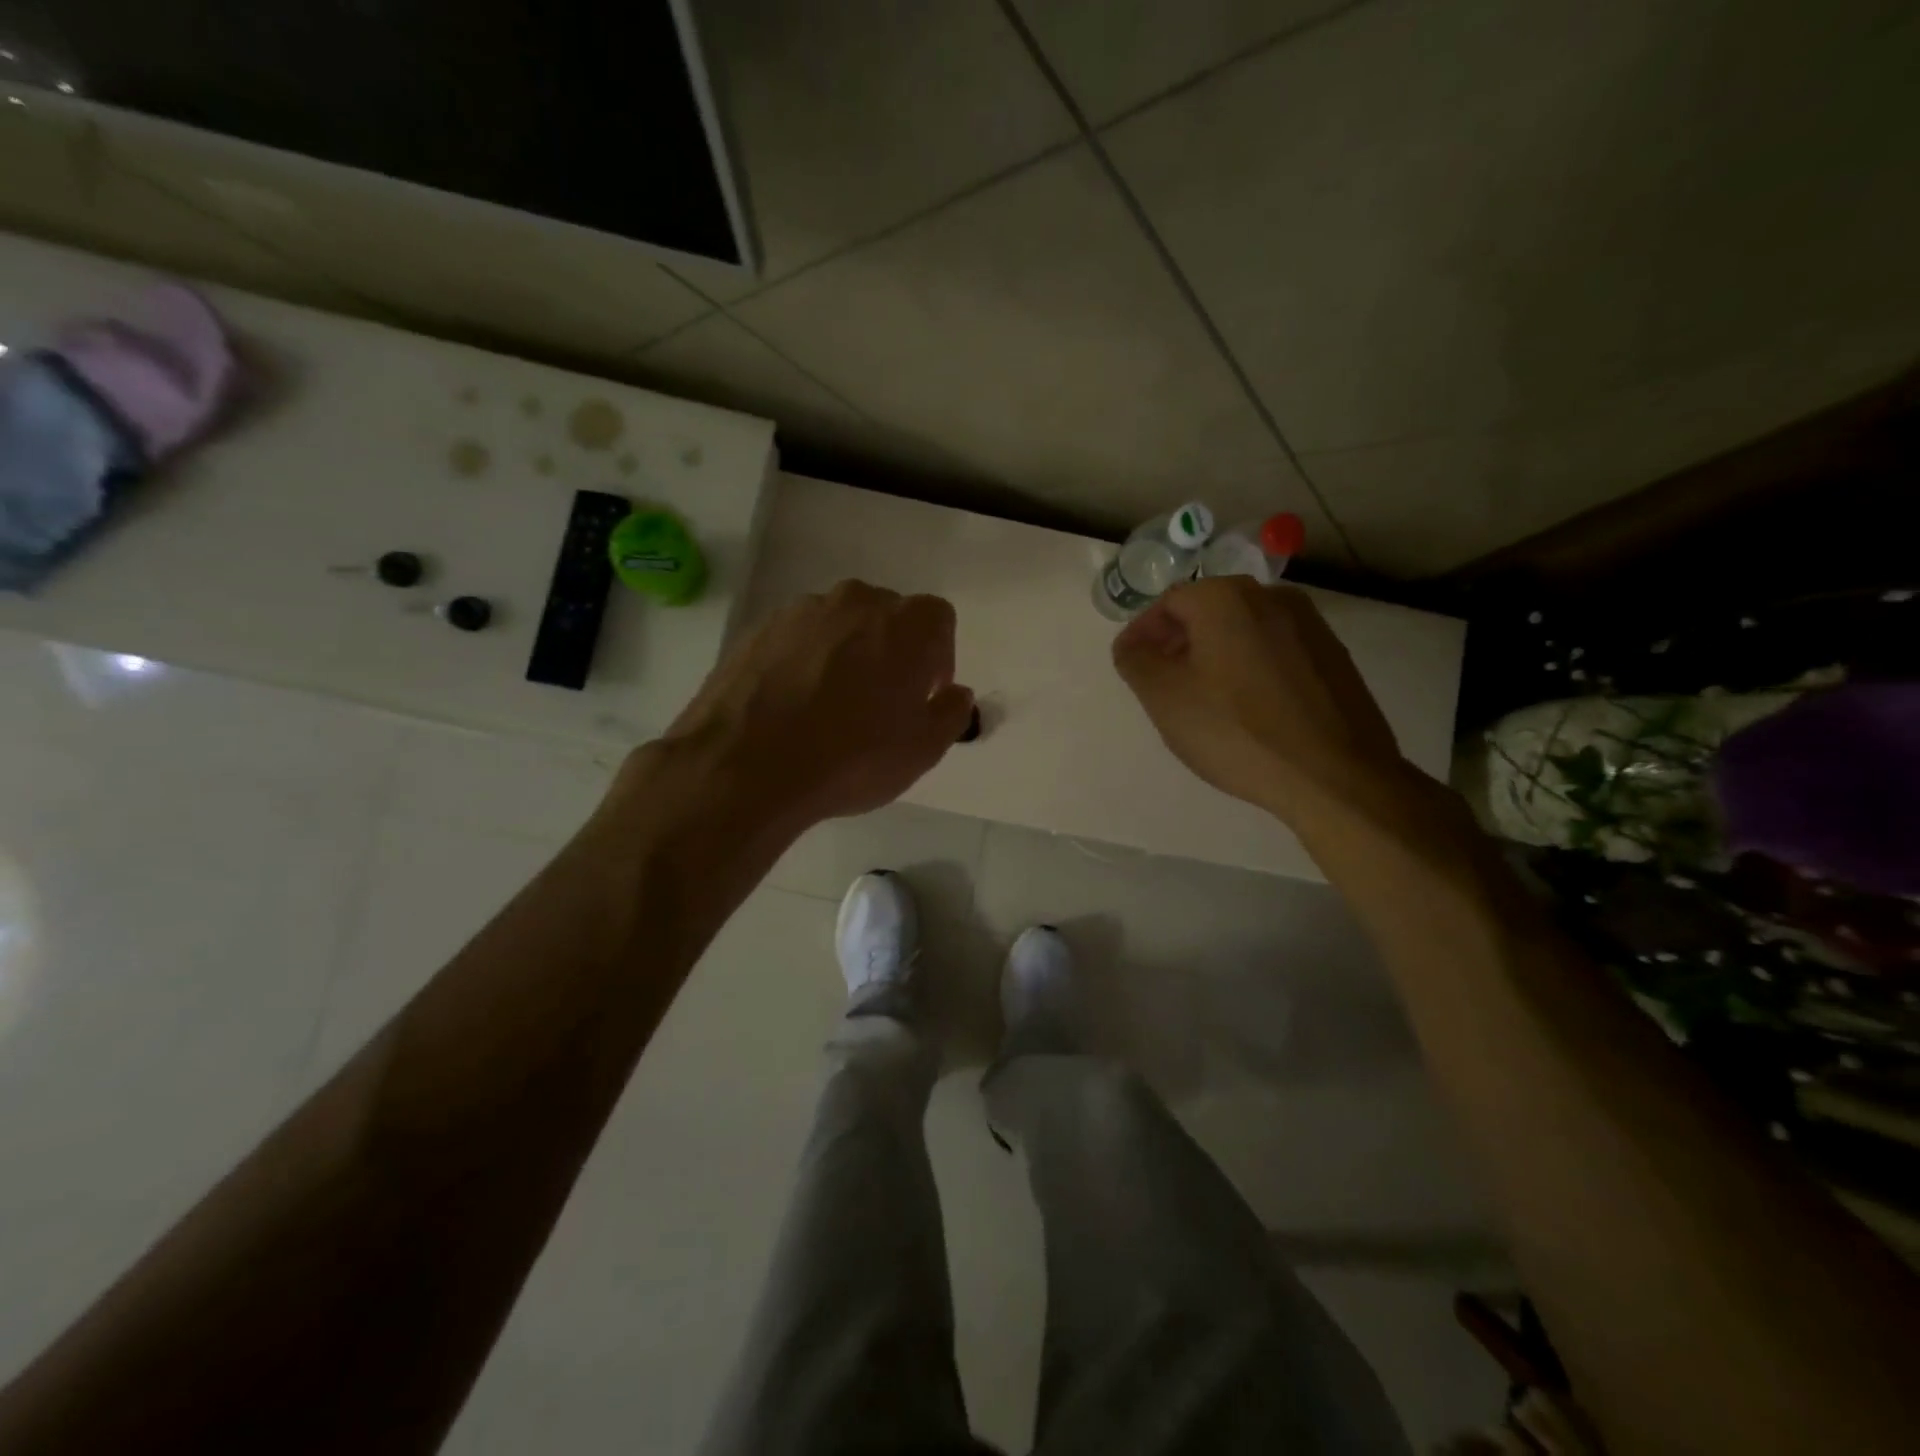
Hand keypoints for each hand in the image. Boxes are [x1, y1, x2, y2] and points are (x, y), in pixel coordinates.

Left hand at [658, 580, 973, 827]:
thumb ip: (950, 712)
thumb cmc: (852, 758)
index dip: (938, 656)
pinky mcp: (758, 629)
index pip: (938, 619)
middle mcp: (855, 601)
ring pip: (839, 625)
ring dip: (846, 653)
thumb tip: (955, 693)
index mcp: (905, 623)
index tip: (923, 694)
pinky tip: (792, 705)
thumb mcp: (922, 750)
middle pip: (887, 616)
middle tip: (881, 701)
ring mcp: (801, 612)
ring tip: (830, 705)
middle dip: (892, 651)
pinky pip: (798, 639)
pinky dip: (804, 661)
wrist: (745, 765)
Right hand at [1112, 577, 1405, 823]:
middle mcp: (1273, 597)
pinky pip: (1276, 652)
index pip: (1168, 602)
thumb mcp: (1165, 698)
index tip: (1131, 666)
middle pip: (1209, 611)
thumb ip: (1136, 661)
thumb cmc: (1236, 730)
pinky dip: (1250, 668)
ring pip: (1244, 631)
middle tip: (1161, 683)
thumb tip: (1133, 645)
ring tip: (1203, 700)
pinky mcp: (1334, 658)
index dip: (1143, 633)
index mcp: (1226, 597)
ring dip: (1215, 655)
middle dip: (1178, 642)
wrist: (1334, 774)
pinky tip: (1247, 709)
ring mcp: (1310, 626)